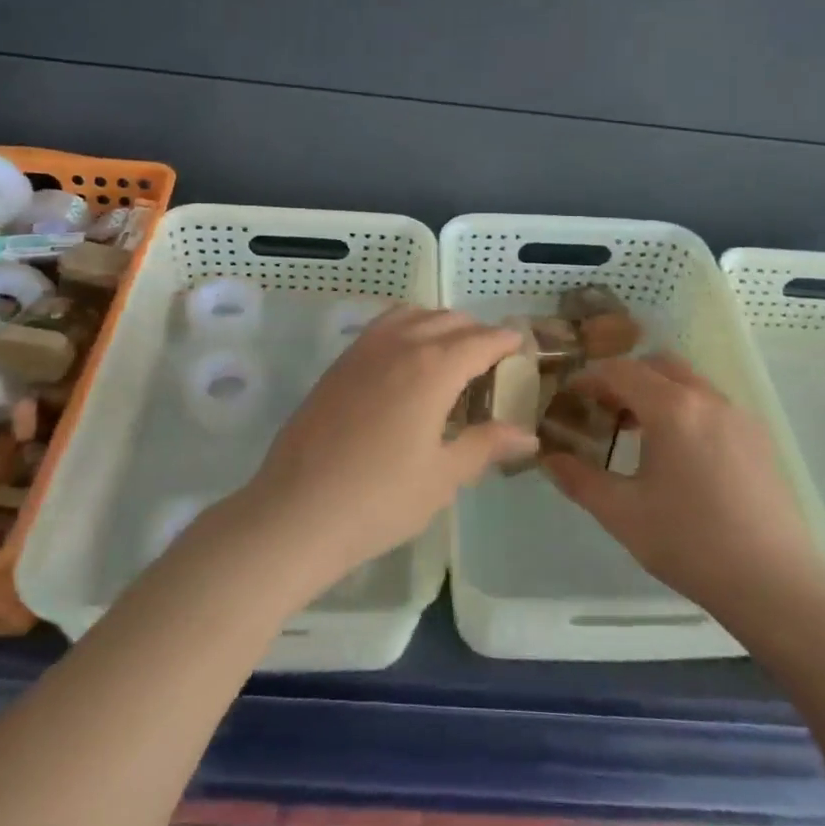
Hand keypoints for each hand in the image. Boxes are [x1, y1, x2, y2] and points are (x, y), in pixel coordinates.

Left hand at [234, 308, 536, 593]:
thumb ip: (486, 445)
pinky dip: (406, 329)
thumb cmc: (380, 499)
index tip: (521, 349)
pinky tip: (406, 364)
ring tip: (449, 358)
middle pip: (448, 320)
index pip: (481, 340)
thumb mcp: (443, 476)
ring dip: (439, 325)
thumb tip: (527, 435)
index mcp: (433, 368)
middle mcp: (400, 344)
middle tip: (490, 365)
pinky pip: (382, 327)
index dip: (506, 342)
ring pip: (412, 315)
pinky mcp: (339, 363)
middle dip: (476, 333)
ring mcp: (363, 350)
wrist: (297, 511)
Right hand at [542, 354, 824, 621]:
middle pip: (657, 365)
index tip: (569, 400)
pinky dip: (685, 409)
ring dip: (657, 392)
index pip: (620, 371)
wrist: (774, 584)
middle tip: (602, 411)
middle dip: (625, 379)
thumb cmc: (689, 543)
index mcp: (672, 408)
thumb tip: (547, 458)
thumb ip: (579, 479)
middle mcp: (707, 398)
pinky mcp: (759, 438)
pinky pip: (712, 404)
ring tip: (637, 433)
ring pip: (688, 382)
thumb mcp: (622, 513)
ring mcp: (739, 416)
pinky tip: (678, 454)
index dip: (588, 380)